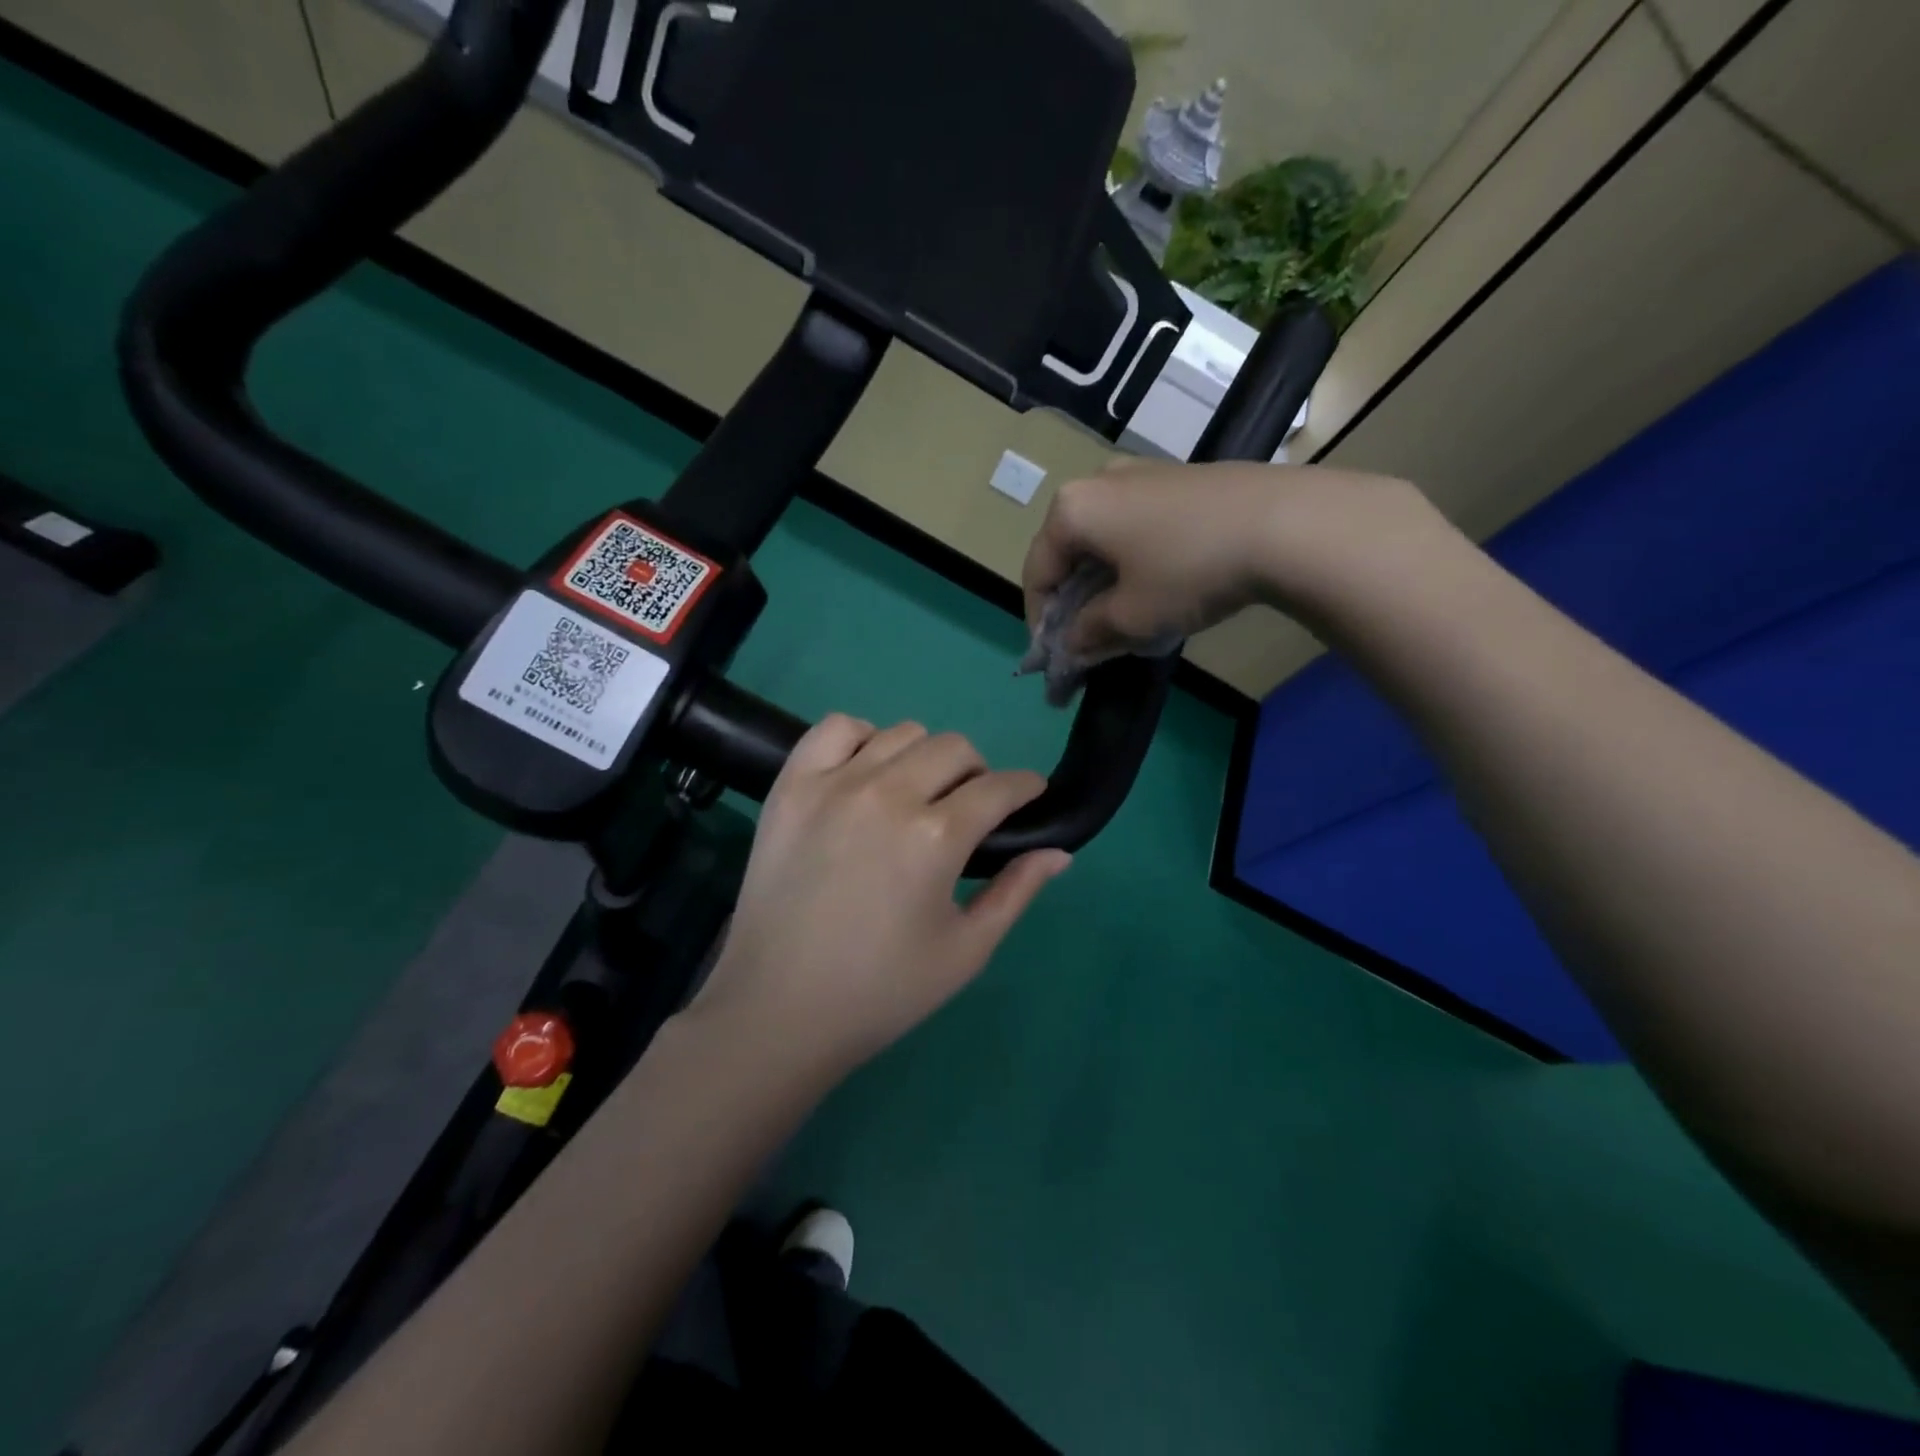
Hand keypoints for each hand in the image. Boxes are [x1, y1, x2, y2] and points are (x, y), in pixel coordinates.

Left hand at [687, 716, 1071, 1074]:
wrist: (777, 1009)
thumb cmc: (881, 991)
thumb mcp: (965, 951)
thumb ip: (1016, 892)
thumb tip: (1059, 852)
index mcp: (935, 837)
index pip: (1000, 788)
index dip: (1026, 786)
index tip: (1030, 793)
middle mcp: (888, 794)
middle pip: (954, 748)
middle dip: (978, 772)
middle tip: (969, 808)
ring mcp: (833, 783)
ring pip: (901, 733)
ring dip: (924, 756)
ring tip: (917, 793)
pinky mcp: (791, 786)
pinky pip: (835, 729)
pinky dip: (860, 737)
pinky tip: (865, 772)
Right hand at [1021, 458, 1435, 661]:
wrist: (1285, 523)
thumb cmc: (1188, 570)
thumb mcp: (1131, 616)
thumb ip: (1088, 634)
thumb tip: (1071, 646)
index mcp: (1073, 509)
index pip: (1037, 572)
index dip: (1040, 621)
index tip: (1054, 657)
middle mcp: (1099, 482)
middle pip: (1069, 552)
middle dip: (1073, 600)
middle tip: (1087, 639)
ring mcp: (1142, 474)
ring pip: (1104, 538)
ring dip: (1103, 582)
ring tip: (1124, 617)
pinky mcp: (1178, 478)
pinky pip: (1136, 526)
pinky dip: (1133, 561)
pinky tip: (1158, 586)